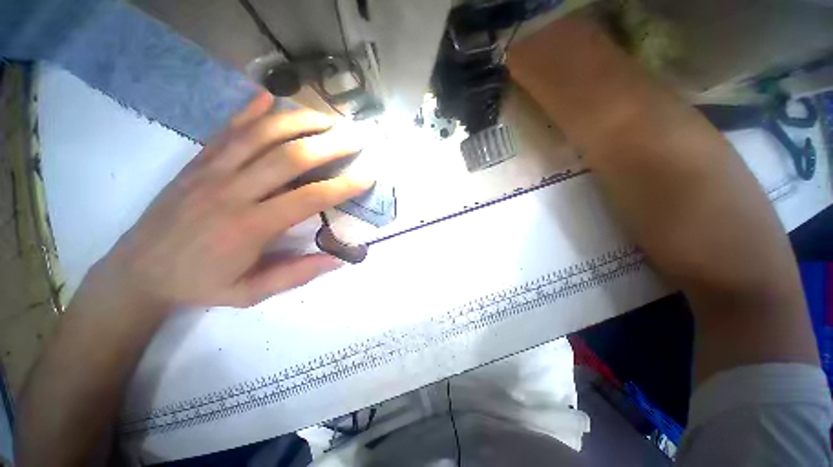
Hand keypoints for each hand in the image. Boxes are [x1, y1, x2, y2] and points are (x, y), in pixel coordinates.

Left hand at [98, 92, 370, 309]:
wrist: (138, 271)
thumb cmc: (199, 284)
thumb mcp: (250, 293)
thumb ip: (296, 275)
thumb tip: (338, 259)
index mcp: (249, 227)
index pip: (308, 198)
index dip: (342, 186)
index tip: (367, 176)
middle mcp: (232, 191)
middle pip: (289, 157)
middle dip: (329, 145)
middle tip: (356, 138)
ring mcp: (211, 171)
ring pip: (261, 135)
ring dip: (299, 122)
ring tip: (328, 119)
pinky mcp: (197, 162)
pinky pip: (226, 130)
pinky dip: (249, 110)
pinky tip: (269, 96)